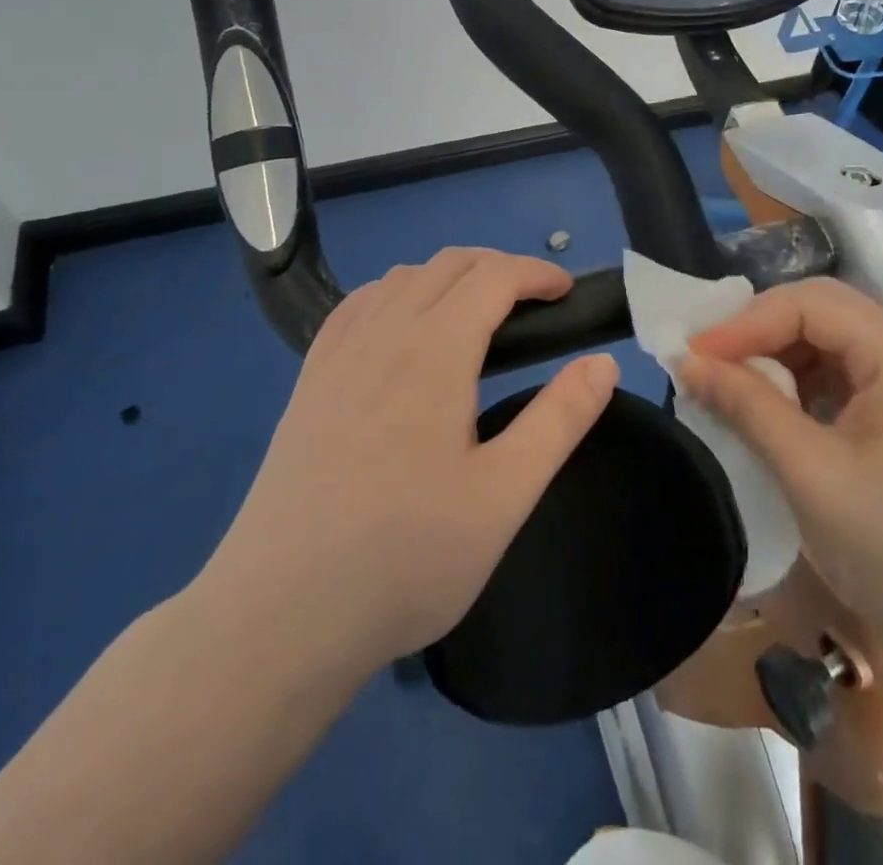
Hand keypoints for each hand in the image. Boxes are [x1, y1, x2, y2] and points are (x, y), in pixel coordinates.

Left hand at [196, 248, 619, 676]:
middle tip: (534, 304)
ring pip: (401, 278)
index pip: (493, 276)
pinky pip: (358, 304)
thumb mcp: (504, 495)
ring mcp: (338, 354)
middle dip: (499, 267)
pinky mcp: (309, 380)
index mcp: (434, 351)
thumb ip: (560, 420)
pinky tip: (403, 330)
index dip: (537, 273)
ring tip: (477, 315)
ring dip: (449, 276)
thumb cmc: (406, 558)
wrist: (279, 617)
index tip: (567, 292)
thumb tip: (603, 362)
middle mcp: (384, 333)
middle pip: (448, 264)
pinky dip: (398, 293)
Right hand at [680, 277, 882, 678]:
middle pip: (822, 313)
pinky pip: (839, 373)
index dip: (748, 322)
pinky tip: (767, 403)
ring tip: (727, 379)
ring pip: (828, 340)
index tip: (695, 353)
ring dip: (774, 354)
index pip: (813, 305)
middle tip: (706, 359)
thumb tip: (686, 361)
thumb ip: (746, 405)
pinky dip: (796, 380)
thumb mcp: (808, 472)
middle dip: (758, 331)